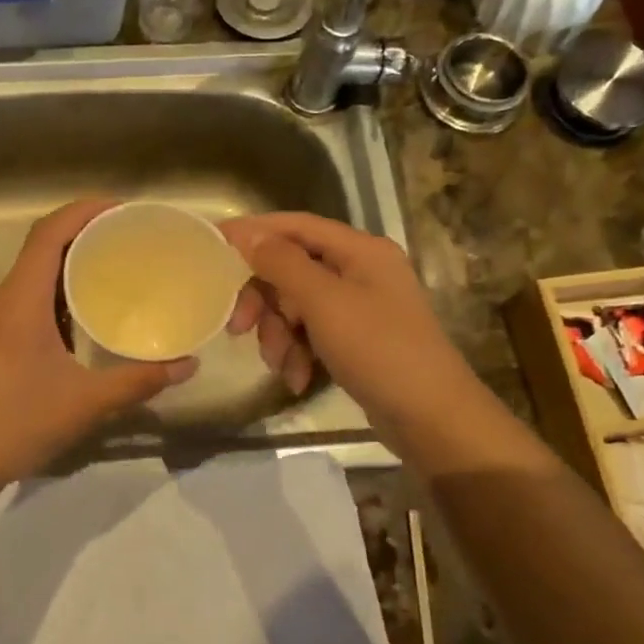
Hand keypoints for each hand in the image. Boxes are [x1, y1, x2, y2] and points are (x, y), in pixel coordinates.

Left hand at [0, 200, 197, 489]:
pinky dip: (57, 293)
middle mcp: (2, 300)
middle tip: (129, 238)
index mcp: (20, 300)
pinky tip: (84, 315)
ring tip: (113, 268)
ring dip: (69, 264)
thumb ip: (139, 381)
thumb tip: (188, 364)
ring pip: (33, 276)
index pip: (49, 233)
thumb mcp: (86, 402)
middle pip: (41, 248)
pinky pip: (27, 300)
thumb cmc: (16, 423)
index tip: (123, 208)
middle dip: (84, 234)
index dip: (84, 211)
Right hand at [222, 212, 469, 450]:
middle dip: (264, 300)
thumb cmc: (379, 350)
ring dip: (279, 334)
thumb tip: (247, 233)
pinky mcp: (355, 338)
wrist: (430, 417)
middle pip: (291, 269)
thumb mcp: (324, 302)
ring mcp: (359, 306)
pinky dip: (298, 353)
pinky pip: (311, 333)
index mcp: (360, 250)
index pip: (295, 226)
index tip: (212, 244)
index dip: (254, 232)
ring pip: (296, 306)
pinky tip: (297, 379)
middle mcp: (360, 270)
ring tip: (282, 364)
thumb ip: (282, 263)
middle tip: (238, 327)